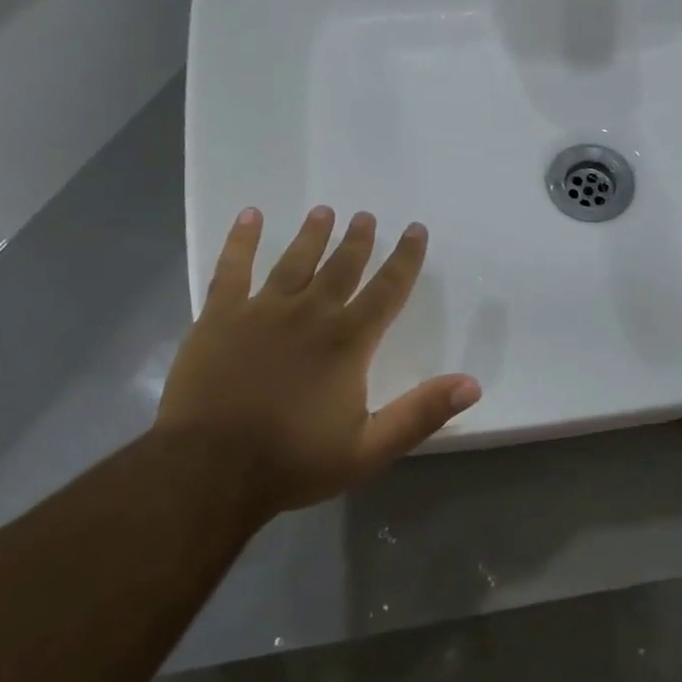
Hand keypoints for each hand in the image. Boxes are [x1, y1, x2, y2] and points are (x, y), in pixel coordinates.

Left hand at [155, 206, 480, 519]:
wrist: (209, 469)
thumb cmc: (293, 460)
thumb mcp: (369, 448)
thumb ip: (422, 413)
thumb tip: (472, 383)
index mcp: (347, 341)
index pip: (387, 290)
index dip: (405, 259)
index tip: (416, 230)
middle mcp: (309, 314)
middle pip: (341, 267)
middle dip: (357, 240)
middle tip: (366, 216)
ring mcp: (261, 311)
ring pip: (294, 261)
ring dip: (312, 235)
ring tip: (323, 211)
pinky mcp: (219, 316)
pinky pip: (232, 268)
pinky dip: (241, 240)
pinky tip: (250, 216)